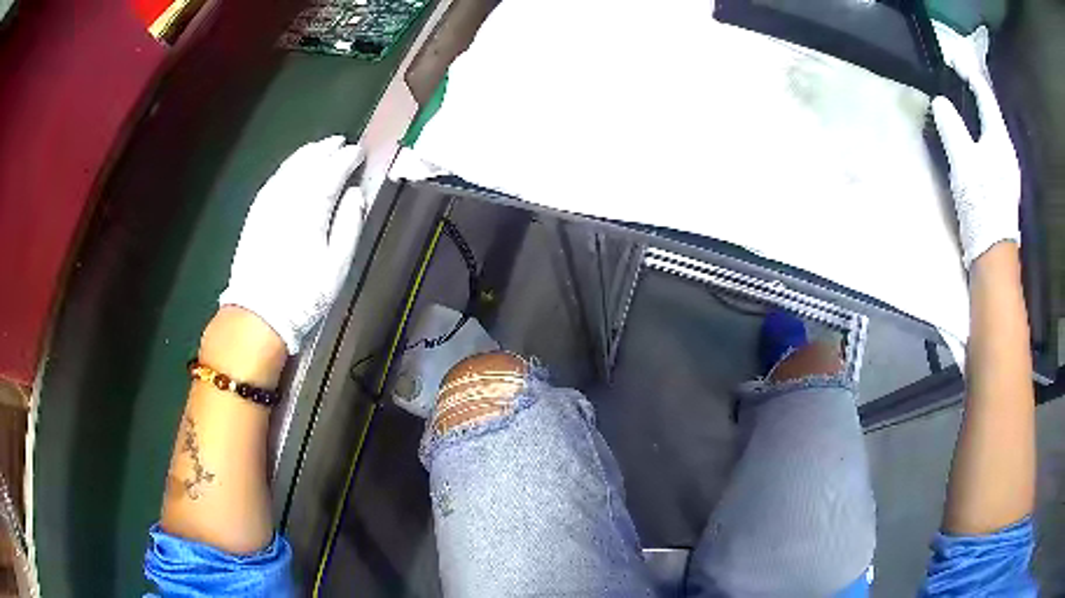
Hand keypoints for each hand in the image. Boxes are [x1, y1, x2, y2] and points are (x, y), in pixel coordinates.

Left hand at [219, 136, 366, 354]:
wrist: (258, 313)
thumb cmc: (303, 294)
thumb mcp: (337, 267)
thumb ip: (349, 225)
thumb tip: (356, 193)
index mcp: (311, 209)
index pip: (332, 172)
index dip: (347, 159)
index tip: (359, 152)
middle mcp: (288, 198)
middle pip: (310, 163)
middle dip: (327, 149)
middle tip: (341, 143)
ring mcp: (269, 203)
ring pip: (290, 167)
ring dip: (307, 153)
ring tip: (320, 147)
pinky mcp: (256, 212)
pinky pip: (274, 178)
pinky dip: (288, 166)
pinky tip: (293, 166)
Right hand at [931, 25, 1020, 268]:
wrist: (993, 253)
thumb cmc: (981, 204)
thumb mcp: (963, 161)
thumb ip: (951, 126)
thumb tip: (940, 102)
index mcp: (999, 138)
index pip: (984, 93)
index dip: (968, 73)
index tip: (950, 60)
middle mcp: (1006, 148)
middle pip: (989, 109)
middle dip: (973, 91)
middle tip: (953, 78)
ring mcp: (1006, 167)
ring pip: (990, 127)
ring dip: (975, 112)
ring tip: (959, 103)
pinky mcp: (1001, 182)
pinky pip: (989, 144)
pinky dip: (978, 131)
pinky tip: (969, 136)